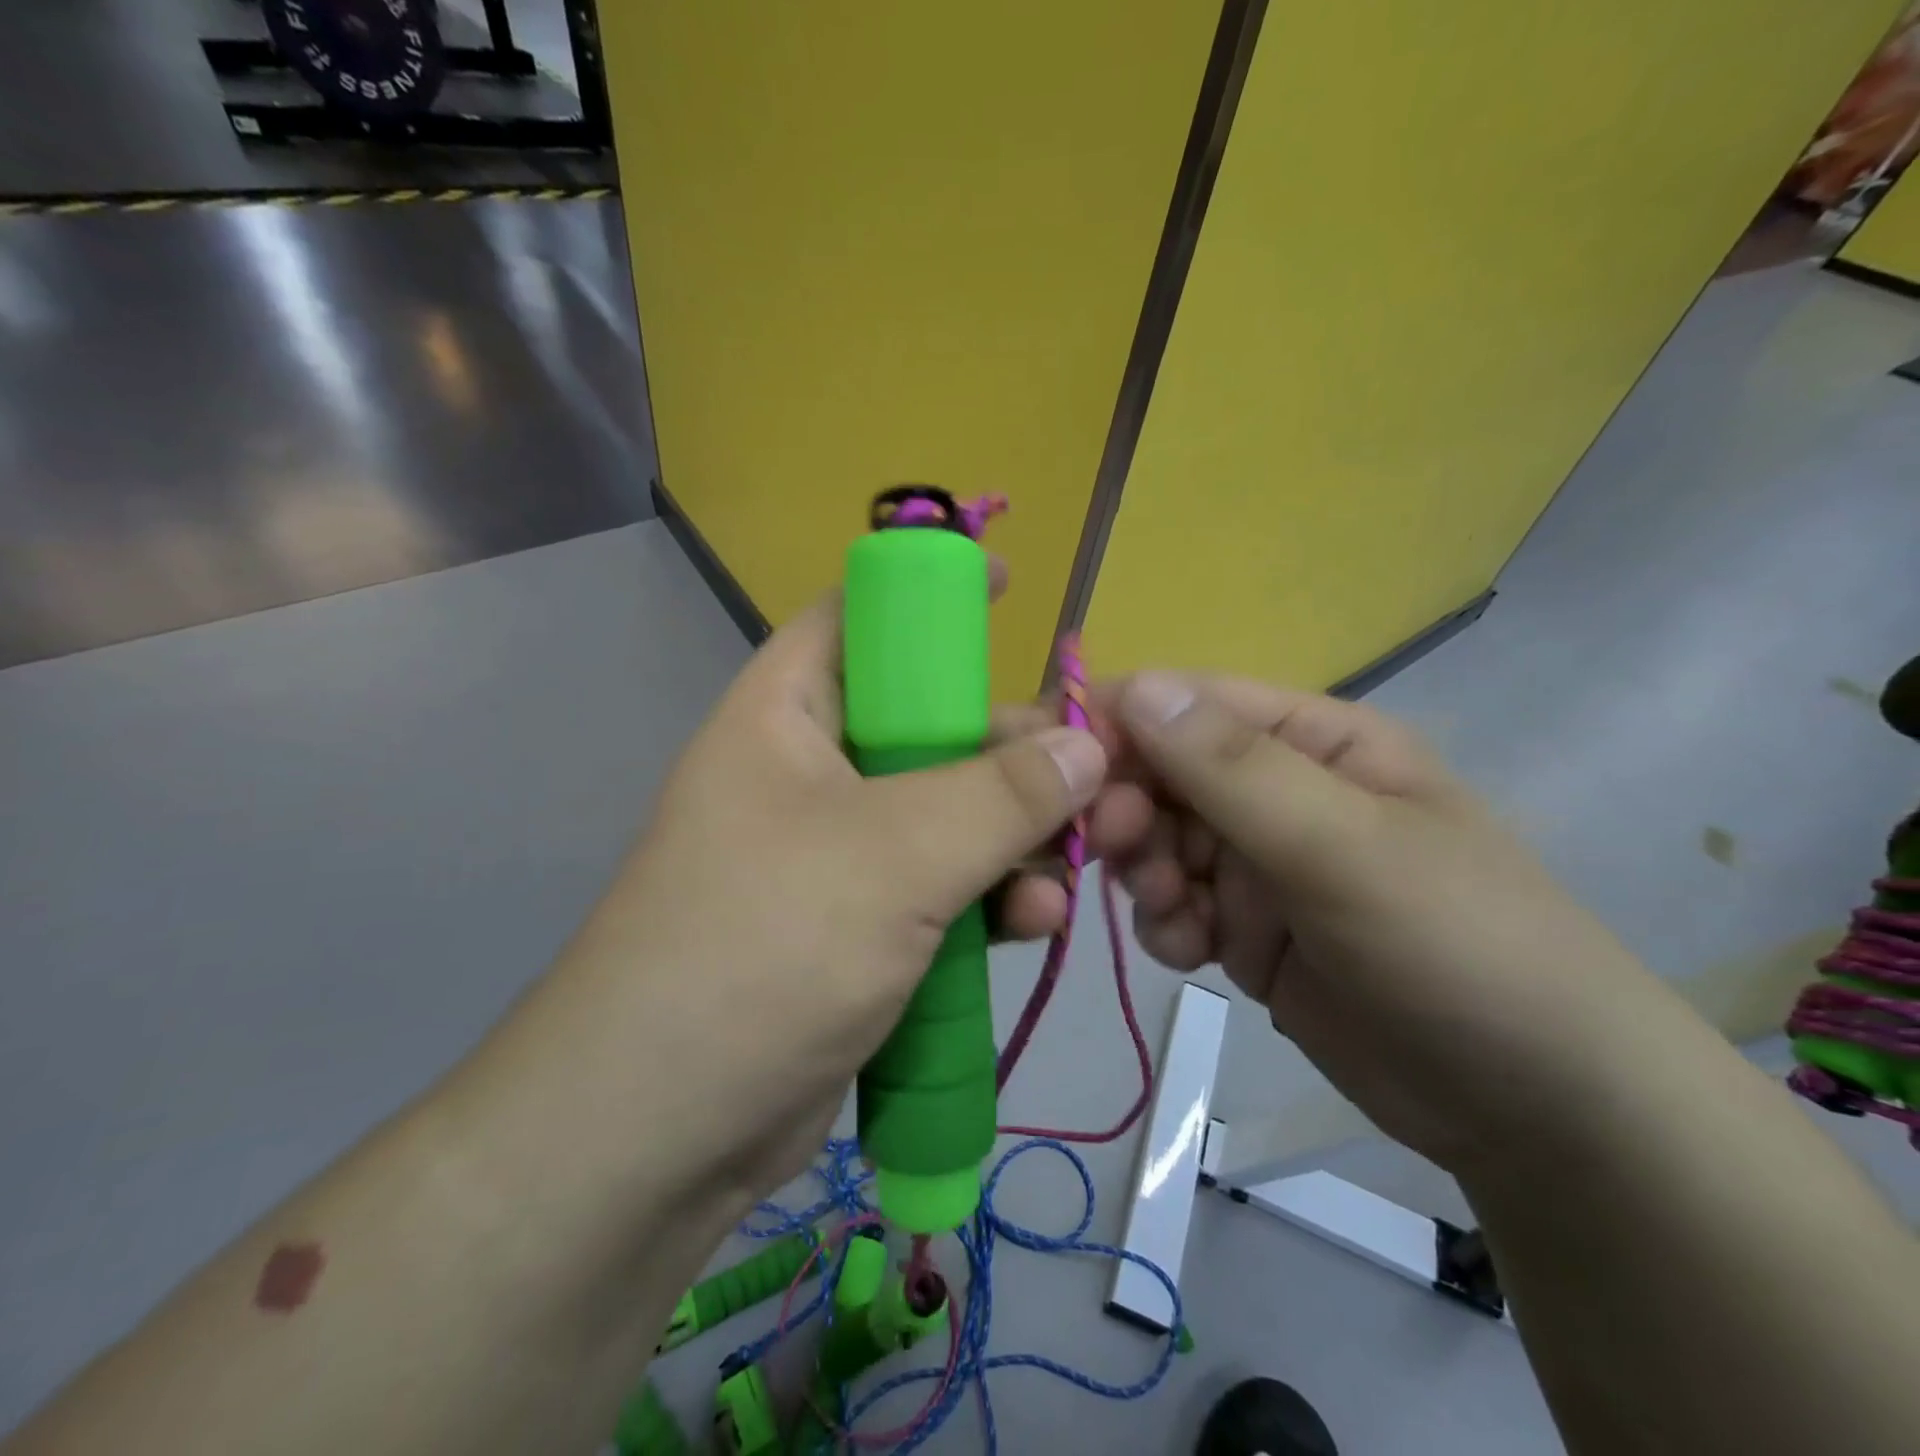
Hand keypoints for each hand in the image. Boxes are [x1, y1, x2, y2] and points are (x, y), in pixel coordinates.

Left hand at [510, 593, 1105, 1207]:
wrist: (661, 1131)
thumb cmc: (764, 948)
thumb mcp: (894, 854)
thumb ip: (1000, 794)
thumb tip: (1086, 746)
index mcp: (786, 714)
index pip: (859, 616)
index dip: (932, 595)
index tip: (1014, 590)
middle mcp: (809, 772)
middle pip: (928, 725)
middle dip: (1012, 750)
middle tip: (1092, 775)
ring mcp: (834, 853)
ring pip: (947, 814)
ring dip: (1015, 838)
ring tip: (1072, 869)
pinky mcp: (858, 926)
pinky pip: (942, 887)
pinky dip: (991, 899)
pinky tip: (1036, 925)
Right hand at [1088, 673, 1674, 1169]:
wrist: (1537, 1112)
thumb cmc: (1457, 946)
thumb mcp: (1344, 846)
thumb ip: (1233, 767)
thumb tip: (1134, 686)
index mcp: (1313, 740)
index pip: (1189, 705)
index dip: (1116, 721)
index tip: (1052, 759)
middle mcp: (1279, 791)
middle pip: (1162, 775)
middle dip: (1128, 808)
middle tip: (1110, 847)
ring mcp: (1260, 864)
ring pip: (1158, 843)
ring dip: (1145, 872)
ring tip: (1174, 911)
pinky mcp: (1246, 930)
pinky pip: (1173, 906)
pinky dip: (1166, 923)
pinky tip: (1194, 952)